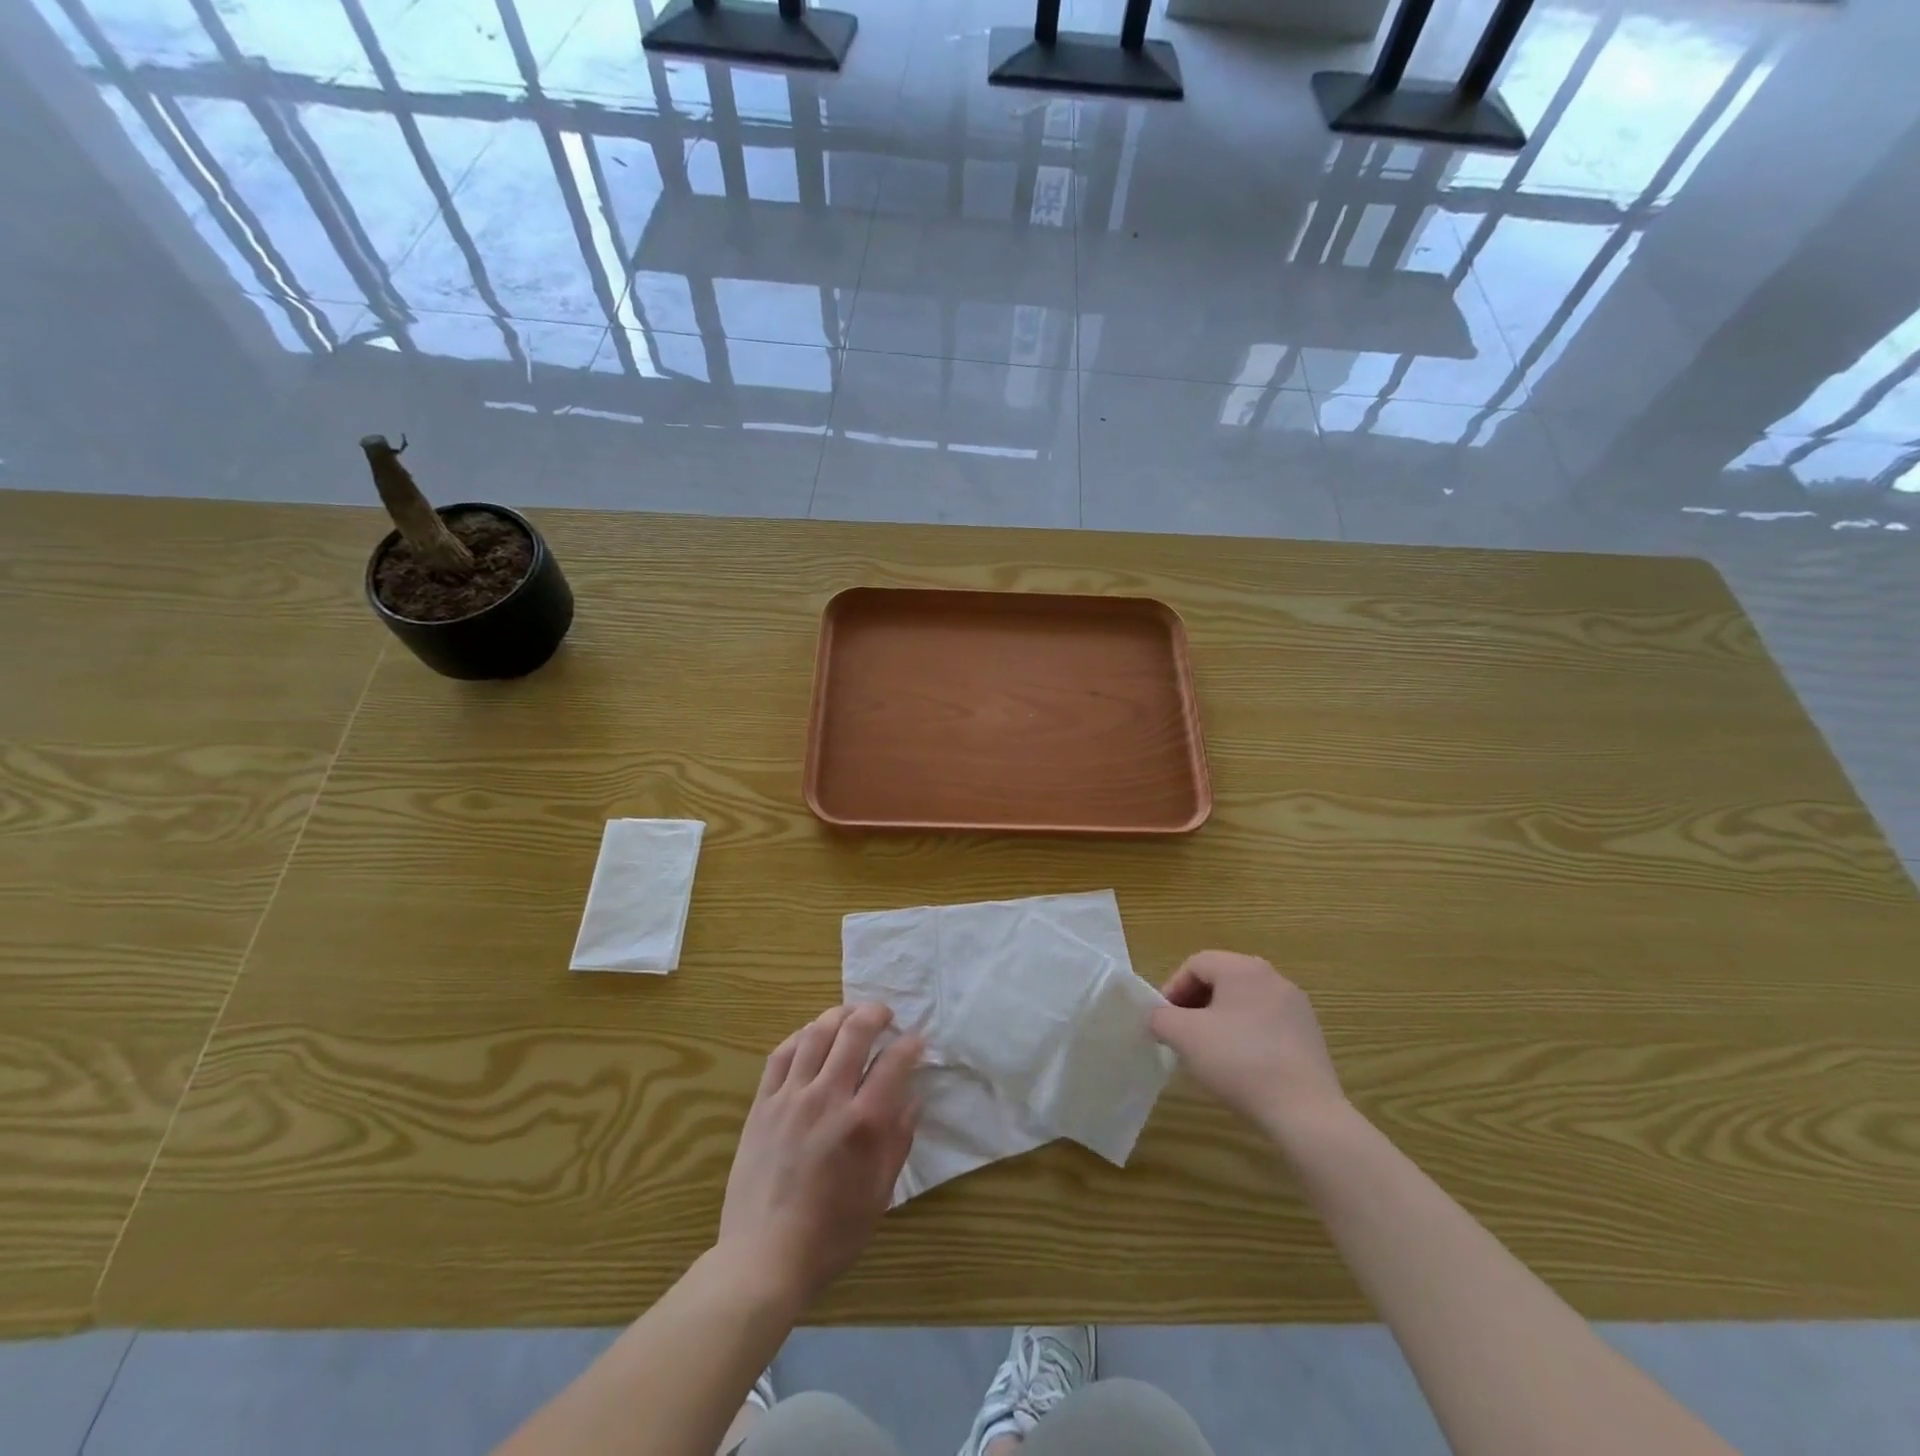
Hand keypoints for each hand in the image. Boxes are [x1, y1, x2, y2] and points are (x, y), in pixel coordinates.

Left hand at [718, 1004, 922, 1309]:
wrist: (764, 1258)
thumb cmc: (832, 1234)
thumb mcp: (880, 1193)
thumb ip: (899, 1140)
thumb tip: (913, 1098)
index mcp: (863, 1123)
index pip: (894, 1062)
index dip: (910, 1044)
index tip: (917, 1040)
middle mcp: (828, 1098)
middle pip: (854, 1031)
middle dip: (876, 1013)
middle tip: (885, 1015)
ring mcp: (791, 1097)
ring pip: (817, 1032)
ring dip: (839, 1015)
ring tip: (851, 1016)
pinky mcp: (763, 1104)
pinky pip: (782, 1053)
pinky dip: (801, 1035)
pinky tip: (812, 1036)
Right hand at [1150, 952, 1345, 1138]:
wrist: (1305, 1112)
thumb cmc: (1238, 1062)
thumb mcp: (1183, 1036)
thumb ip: (1161, 1017)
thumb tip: (1161, 1017)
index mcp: (1243, 968)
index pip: (1196, 964)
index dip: (1172, 989)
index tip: (1164, 1021)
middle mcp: (1273, 977)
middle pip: (1221, 980)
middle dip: (1195, 1005)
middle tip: (1182, 1035)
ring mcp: (1296, 1007)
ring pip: (1244, 1003)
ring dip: (1220, 1021)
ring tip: (1210, 1053)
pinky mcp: (1311, 1035)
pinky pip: (1267, 1024)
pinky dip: (1247, 1036)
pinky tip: (1242, 1067)